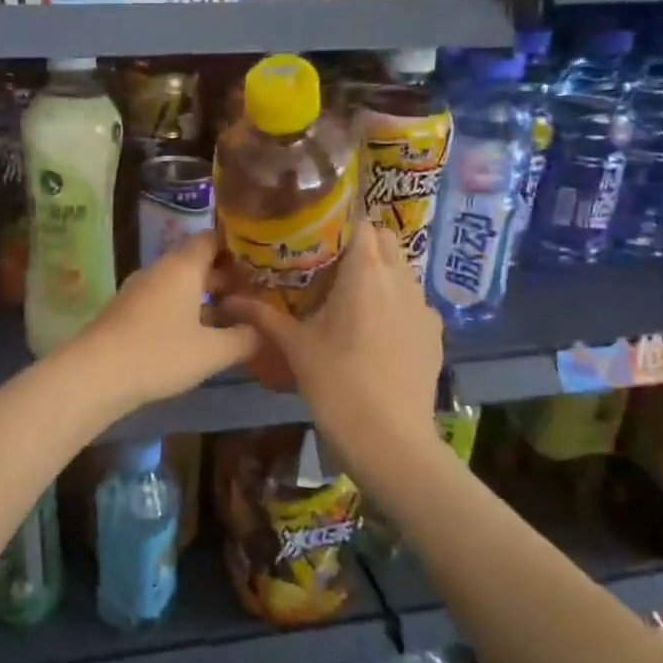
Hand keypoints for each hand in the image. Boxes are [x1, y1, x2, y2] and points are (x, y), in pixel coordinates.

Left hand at [68, 233, 258, 414]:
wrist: (96, 374)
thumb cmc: (160, 354)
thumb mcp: (212, 351)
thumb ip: (244, 338)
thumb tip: (264, 330)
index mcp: (183, 266)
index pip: (213, 238)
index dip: (238, 246)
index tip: (263, 260)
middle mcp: (161, 270)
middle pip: (198, 262)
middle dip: (228, 277)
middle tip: (259, 293)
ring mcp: (141, 289)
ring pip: (182, 284)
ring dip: (208, 297)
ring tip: (237, 316)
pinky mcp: (129, 311)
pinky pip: (166, 300)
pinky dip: (187, 310)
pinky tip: (202, 334)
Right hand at [217, 222, 442, 471]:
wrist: (390, 440)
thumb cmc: (337, 385)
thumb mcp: (295, 347)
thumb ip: (263, 316)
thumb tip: (227, 300)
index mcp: (365, 273)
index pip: (360, 222)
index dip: (339, 222)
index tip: (314, 234)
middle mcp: (400, 279)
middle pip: (384, 240)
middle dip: (359, 243)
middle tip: (327, 264)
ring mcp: (423, 306)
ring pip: (401, 269)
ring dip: (378, 271)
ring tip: (349, 296)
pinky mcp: (434, 332)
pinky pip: (413, 301)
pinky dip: (394, 302)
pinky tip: (374, 330)